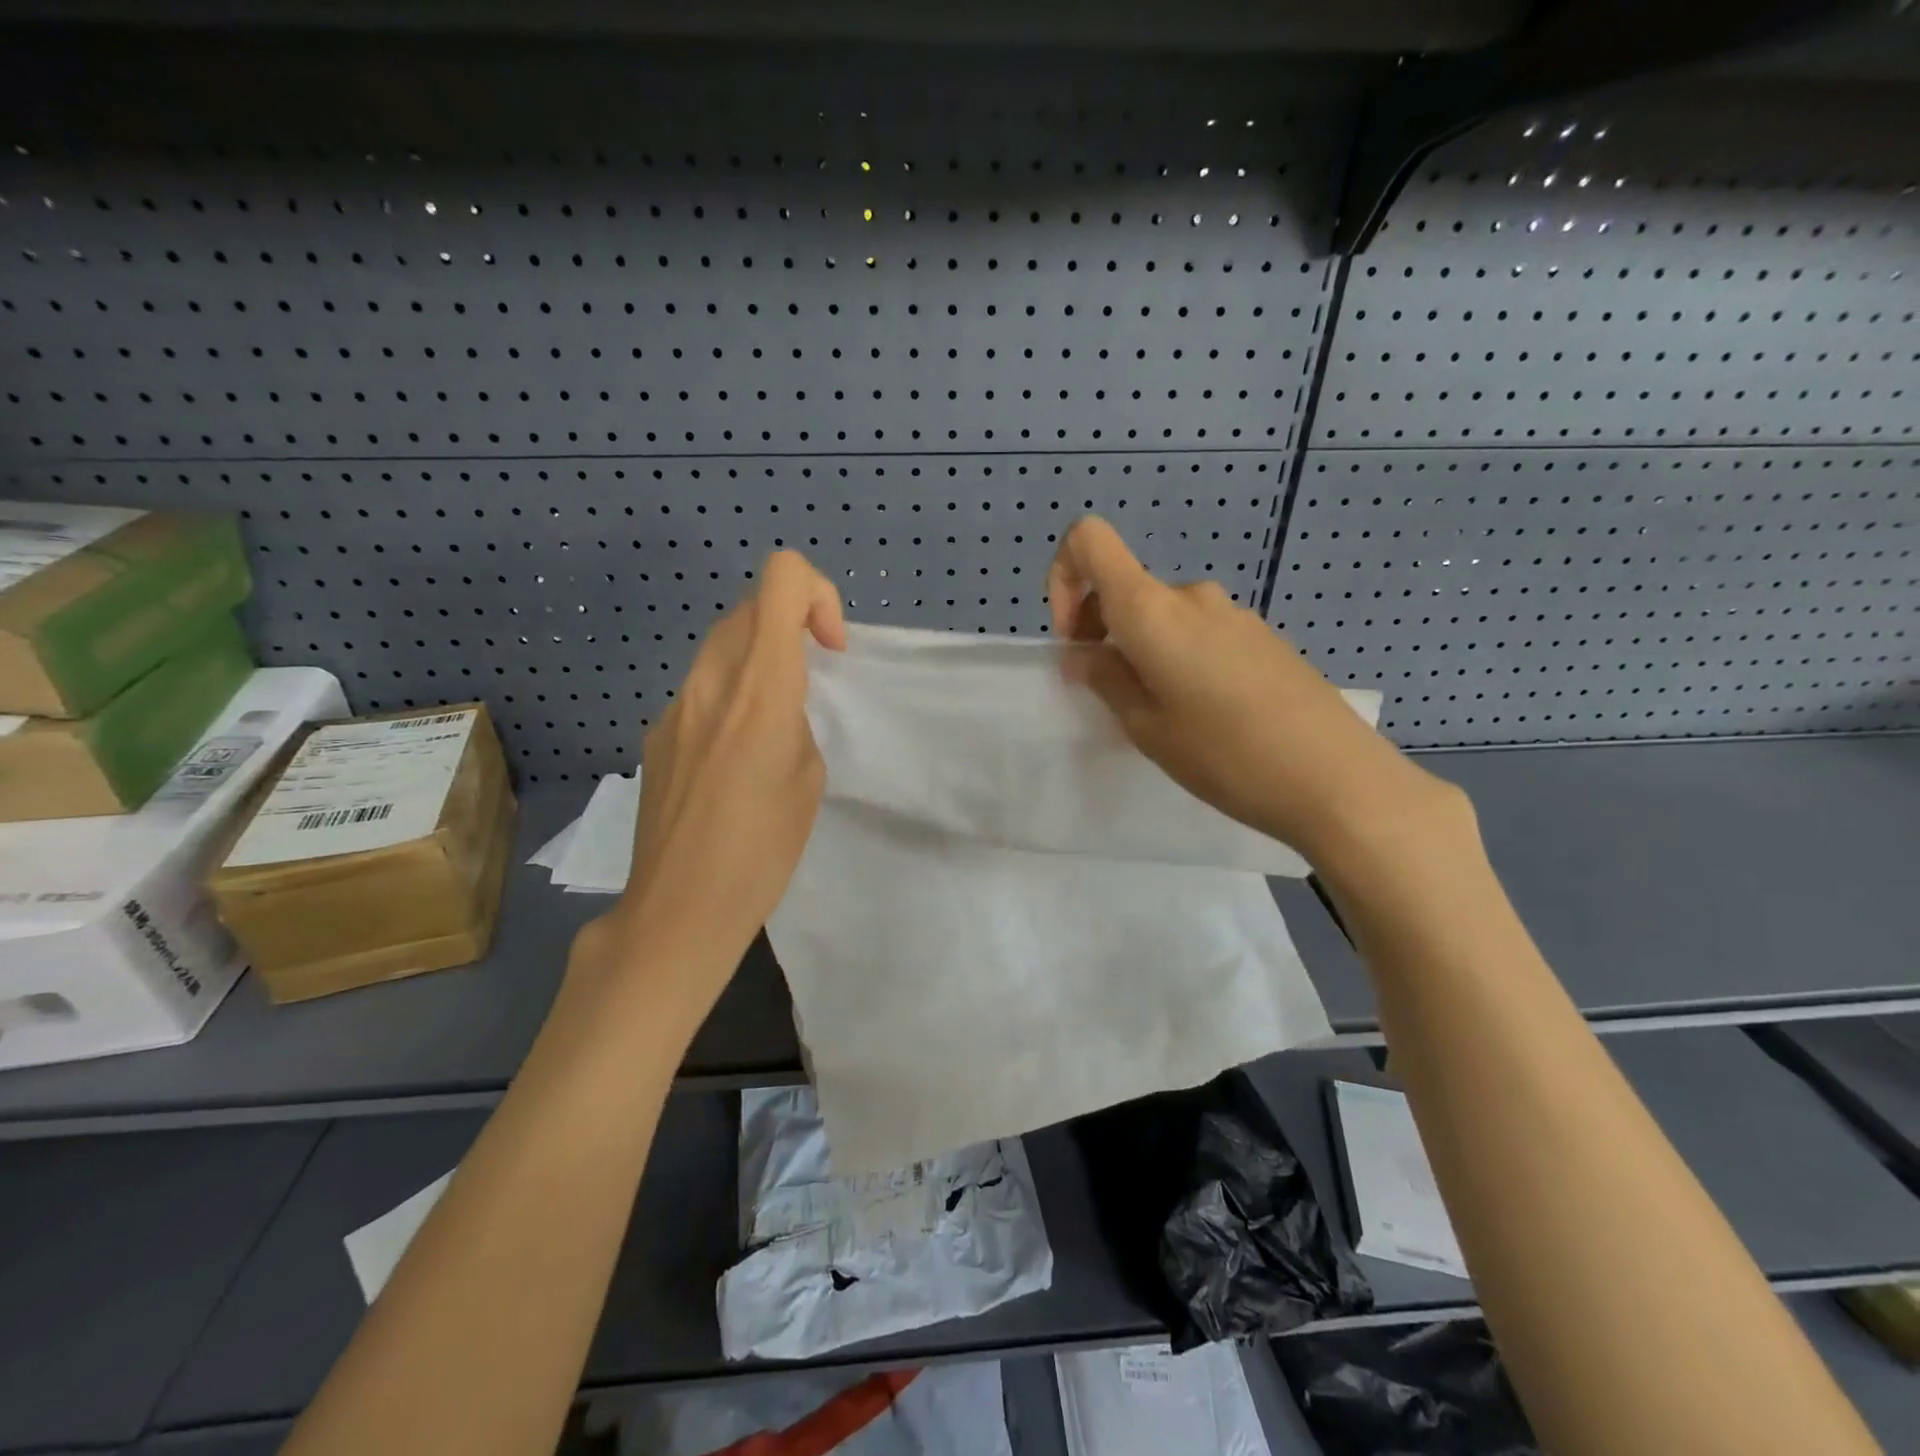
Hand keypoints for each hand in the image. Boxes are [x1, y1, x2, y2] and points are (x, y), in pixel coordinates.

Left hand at [570, 551, 845, 1014]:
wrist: (679, 908)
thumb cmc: (761, 850)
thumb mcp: (808, 778)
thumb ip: (796, 720)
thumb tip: (778, 708)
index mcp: (759, 688)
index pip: (782, 579)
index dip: (818, 595)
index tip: (829, 649)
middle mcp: (711, 681)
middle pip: (751, 606)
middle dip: (791, 626)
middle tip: (811, 681)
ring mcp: (675, 706)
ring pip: (722, 646)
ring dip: (759, 660)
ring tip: (775, 724)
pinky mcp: (657, 734)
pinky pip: (701, 689)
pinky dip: (729, 697)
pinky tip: (734, 760)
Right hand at [1047, 515, 1461, 869]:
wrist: (1337, 779)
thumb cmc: (1226, 755)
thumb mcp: (1147, 728)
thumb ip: (1107, 680)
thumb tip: (1086, 654)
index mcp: (1152, 609)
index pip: (1089, 540)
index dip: (1063, 577)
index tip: (1075, 639)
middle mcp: (1191, 597)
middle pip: (1125, 587)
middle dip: (1102, 632)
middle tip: (1111, 696)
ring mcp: (1233, 614)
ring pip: (1163, 617)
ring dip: (1143, 652)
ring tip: (1161, 715)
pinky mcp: (1262, 637)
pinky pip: (1200, 633)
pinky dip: (1179, 659)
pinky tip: (1205, 715)